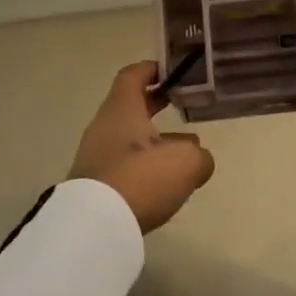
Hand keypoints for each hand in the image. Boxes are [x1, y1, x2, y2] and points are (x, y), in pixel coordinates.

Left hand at [69, 62, 215, 232]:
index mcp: (122, 108)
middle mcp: (105, 126)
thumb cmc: (141, 177)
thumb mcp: (186, 162)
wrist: (95, 226)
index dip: (152, 69)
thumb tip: (199, 158)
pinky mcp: (95, 184)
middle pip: (131, 106)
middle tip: (182, 103)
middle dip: (156, 104)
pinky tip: (165, 181)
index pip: (132, 75)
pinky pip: (124, 164)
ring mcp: (96, 156)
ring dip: (155, 140)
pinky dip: (144, 165)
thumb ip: (200, 155)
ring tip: (186, 152)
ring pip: (130, 138)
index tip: (172, 70)